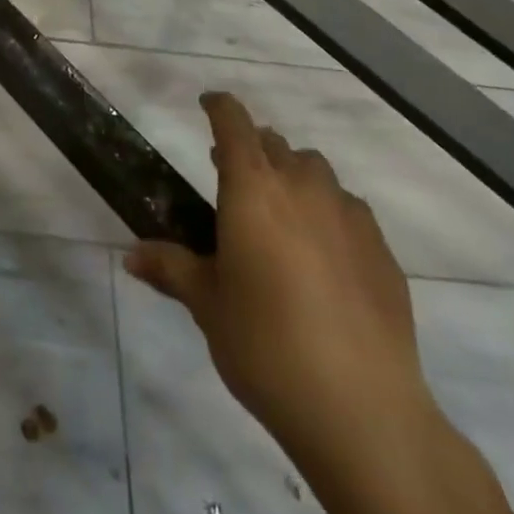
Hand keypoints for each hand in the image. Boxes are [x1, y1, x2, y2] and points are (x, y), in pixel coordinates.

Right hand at [127, 93, 513, 513]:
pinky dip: (329, 214)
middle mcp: (301, 187)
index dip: (219, 106)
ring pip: (316, 172)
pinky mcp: (382, 250)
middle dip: (252, 151)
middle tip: (234, 181)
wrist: (361, 409)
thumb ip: (170, 267)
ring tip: (281, 217)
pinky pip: (349, 210)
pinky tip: (325, 257)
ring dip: (293, 178)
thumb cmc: (265, 344)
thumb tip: (130, 256)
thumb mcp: (207, 304)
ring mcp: (348, 216)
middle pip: (275, 144)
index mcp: (253, 189)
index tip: (207, 104)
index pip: (234, 123)